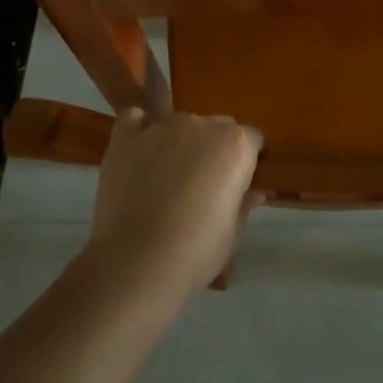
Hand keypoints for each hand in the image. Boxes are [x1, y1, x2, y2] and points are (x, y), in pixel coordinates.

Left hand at [81, 109, 262, 303]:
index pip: (252, 139)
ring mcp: (162, 127)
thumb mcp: (232, 234)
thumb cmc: (195, 252)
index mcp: (235, 146)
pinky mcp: (127, 137)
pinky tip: (139, 152)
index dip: (248, 160)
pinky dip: (139, 129)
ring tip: (166, 176)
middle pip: (217, 126)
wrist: (136, 263)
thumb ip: (244, 204)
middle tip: (204, 182)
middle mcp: (201, 125)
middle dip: (215, 147)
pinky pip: (136, 119)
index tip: (240, 182)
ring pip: (179, 123)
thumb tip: (255, 192)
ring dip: (179, 141)